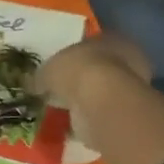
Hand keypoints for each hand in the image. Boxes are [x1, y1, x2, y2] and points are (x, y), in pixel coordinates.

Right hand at [37, 34, 152, 112]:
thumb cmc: (78, 70)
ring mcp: (130, 90)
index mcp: (111, 39)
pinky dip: (89, 119)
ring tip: (64, 109)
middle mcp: (127, 61)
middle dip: (83, 79)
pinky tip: (72, 124)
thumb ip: (43, 75)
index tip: (61, 67)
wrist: (101, 102)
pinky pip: (102, 114)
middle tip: (62, 89)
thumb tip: (33, 83)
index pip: (93, 44)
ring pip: (104, 93)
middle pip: (101, 68)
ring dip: (87, 100)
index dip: (75, 56)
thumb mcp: (49, 68)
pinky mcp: (125, 114)